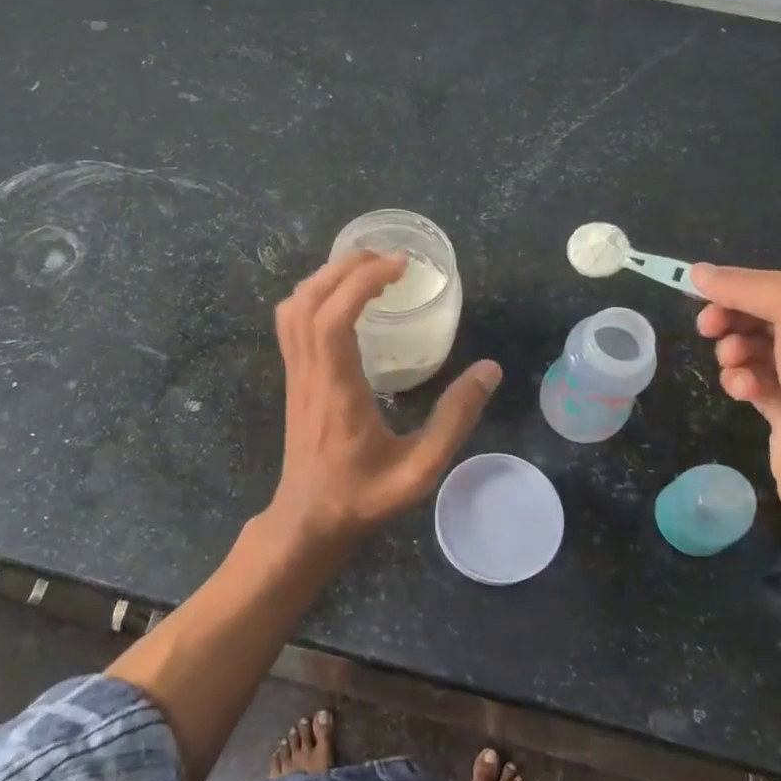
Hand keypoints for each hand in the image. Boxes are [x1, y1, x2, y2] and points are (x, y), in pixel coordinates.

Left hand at [261, 251, 500, 557]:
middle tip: (389, 259)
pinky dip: (314, 296)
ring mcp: (295, 374)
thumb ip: (454, 421)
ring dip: (327, 277)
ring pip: (294, 308)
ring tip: (366, 270)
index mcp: (336, 390)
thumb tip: (489, 370)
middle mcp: (309, 373)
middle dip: (346, 267)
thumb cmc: (363, 497)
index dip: (363, 281)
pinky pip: (291, 323)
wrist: (308, 520)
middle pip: (309, 300)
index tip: (400, 266)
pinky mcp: (293, 379)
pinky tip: (342, 300)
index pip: (334, 318)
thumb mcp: (420, 469)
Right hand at [691, 263, 780, 562]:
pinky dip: (743, 381)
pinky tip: (744, 392)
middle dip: (735, 319)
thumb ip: (751, 287)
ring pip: (757, 349)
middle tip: (708, 328)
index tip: (699, 293)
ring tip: (734, 365)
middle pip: (768, 316)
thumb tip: (698, 272)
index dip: (741, 286)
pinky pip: (756, 381)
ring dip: (736, 352)